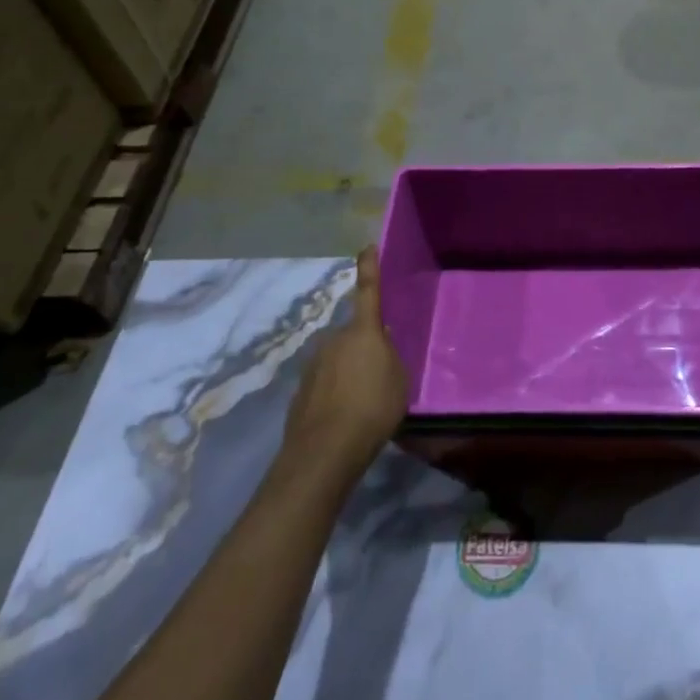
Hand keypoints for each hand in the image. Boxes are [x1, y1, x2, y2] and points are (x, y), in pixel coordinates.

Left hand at [283, 245, 409, 483]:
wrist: (324, 451)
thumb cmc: (372, 407)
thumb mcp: (399, 378)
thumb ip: (390, 356)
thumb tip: (381, 344)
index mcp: (363, 331)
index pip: (369, 290)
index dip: (369, 268)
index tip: (367, 247)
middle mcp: (334, 340)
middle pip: (355, 335)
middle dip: (367, 347)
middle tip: (383, 372)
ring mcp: (313, 365)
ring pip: (340, 360)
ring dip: (351, 373)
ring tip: (366, 402)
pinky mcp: (301, 392)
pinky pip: (327, 384)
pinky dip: (338, 394)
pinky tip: (347, 417)